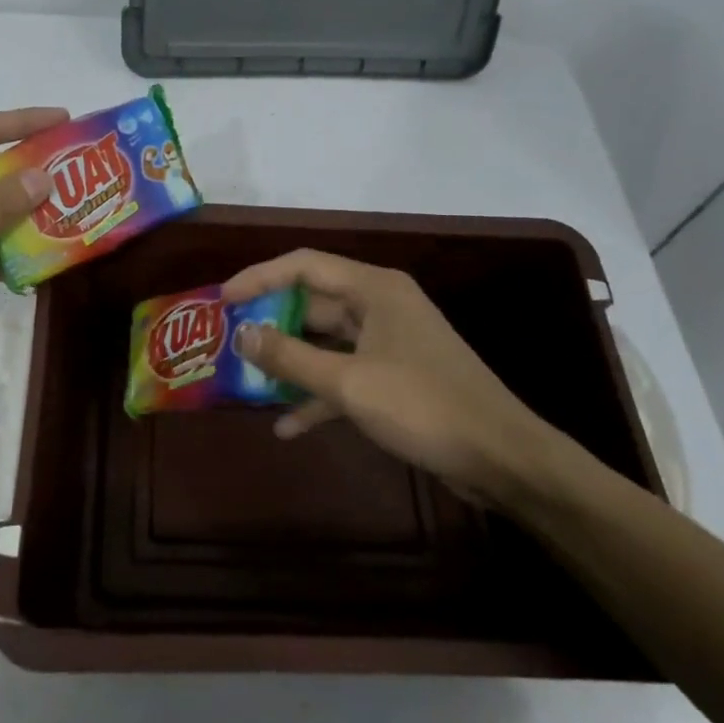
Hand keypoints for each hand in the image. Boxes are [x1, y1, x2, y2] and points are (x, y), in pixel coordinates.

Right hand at [221, 250, 572, 508]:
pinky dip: (316, 396)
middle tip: (227, 342)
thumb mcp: (348, 382)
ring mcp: (388, 343)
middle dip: (270, 323)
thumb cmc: (424, 406)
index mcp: (373, 289)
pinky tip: (287, 426)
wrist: (501, 458)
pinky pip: (343, 377)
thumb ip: (289, 357)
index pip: (303, 265)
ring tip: (246, 382)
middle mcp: (379, 306)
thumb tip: (239, 333)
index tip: (222, 300)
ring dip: (289, 363)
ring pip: (324, 343)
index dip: (258, 277)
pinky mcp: (394, 378)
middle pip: (312, 304)